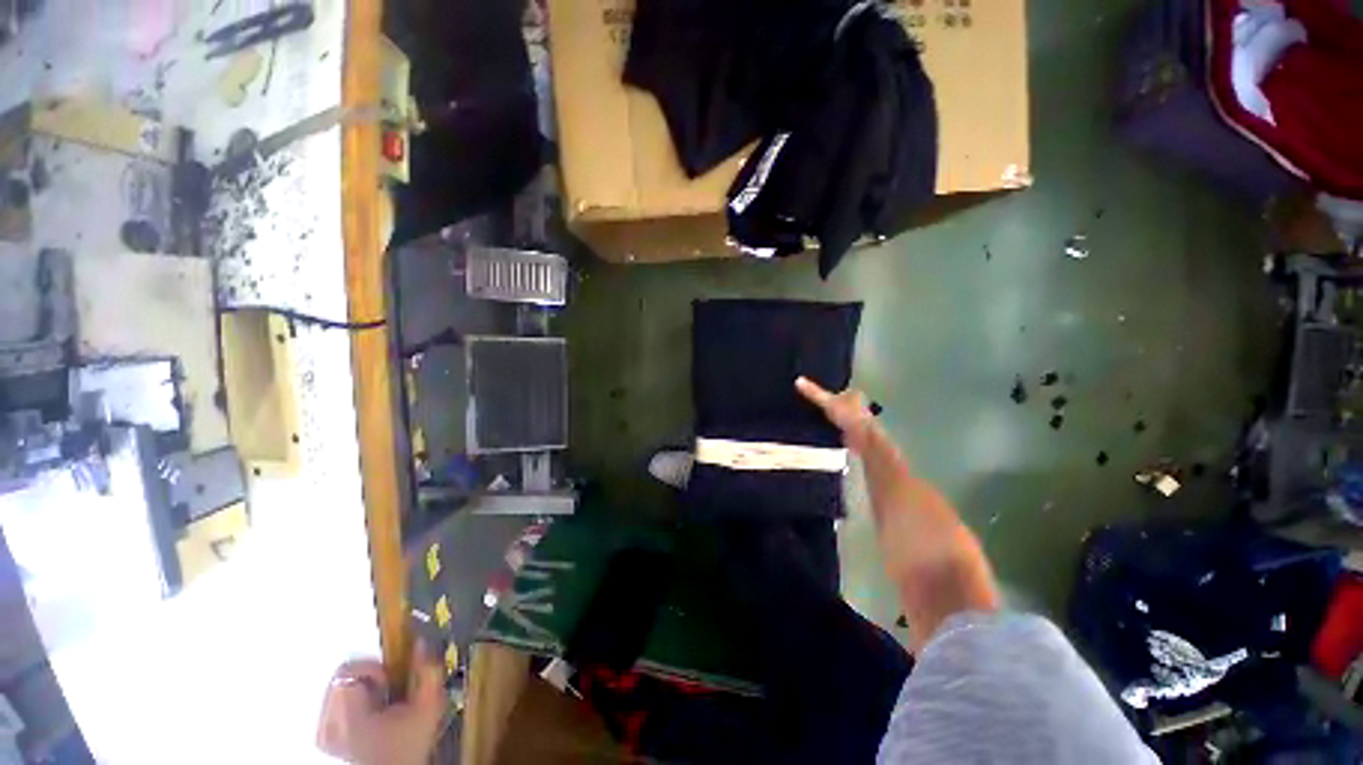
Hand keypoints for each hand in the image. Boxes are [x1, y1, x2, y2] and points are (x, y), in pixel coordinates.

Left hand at [316, 642, 447, 764]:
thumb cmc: (410, 742)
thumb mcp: (428, 706)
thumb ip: (427, 671)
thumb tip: (420, 643)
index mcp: (349, 715)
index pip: (348, 670)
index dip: (373, 668)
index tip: (390, 680)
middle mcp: (328, 723)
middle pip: (341, 676)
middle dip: (367, 677)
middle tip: (387, 690)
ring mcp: (323, 732)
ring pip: (337, 687)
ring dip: (360, 687)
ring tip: (379, 703)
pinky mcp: (323, 736)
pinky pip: (332, 702)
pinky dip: (351, 699)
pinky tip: (369, 713)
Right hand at [795, 377, 877, 452]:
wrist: (863, 439)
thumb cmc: (849, 416)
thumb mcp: (827, 401)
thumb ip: (813, 392)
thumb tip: (798, 379)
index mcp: (854, 394)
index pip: (841, 390)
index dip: (830, 391)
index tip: (816, 393)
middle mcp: (858, 406)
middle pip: (840, 403)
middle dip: (829, 405)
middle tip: (811, 405)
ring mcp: (856, 421)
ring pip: (839, 416)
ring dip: (830, 418)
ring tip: (812, 417)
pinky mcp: (852, 434)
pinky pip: (838, 428)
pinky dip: (831, 429)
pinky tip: (821, 430)